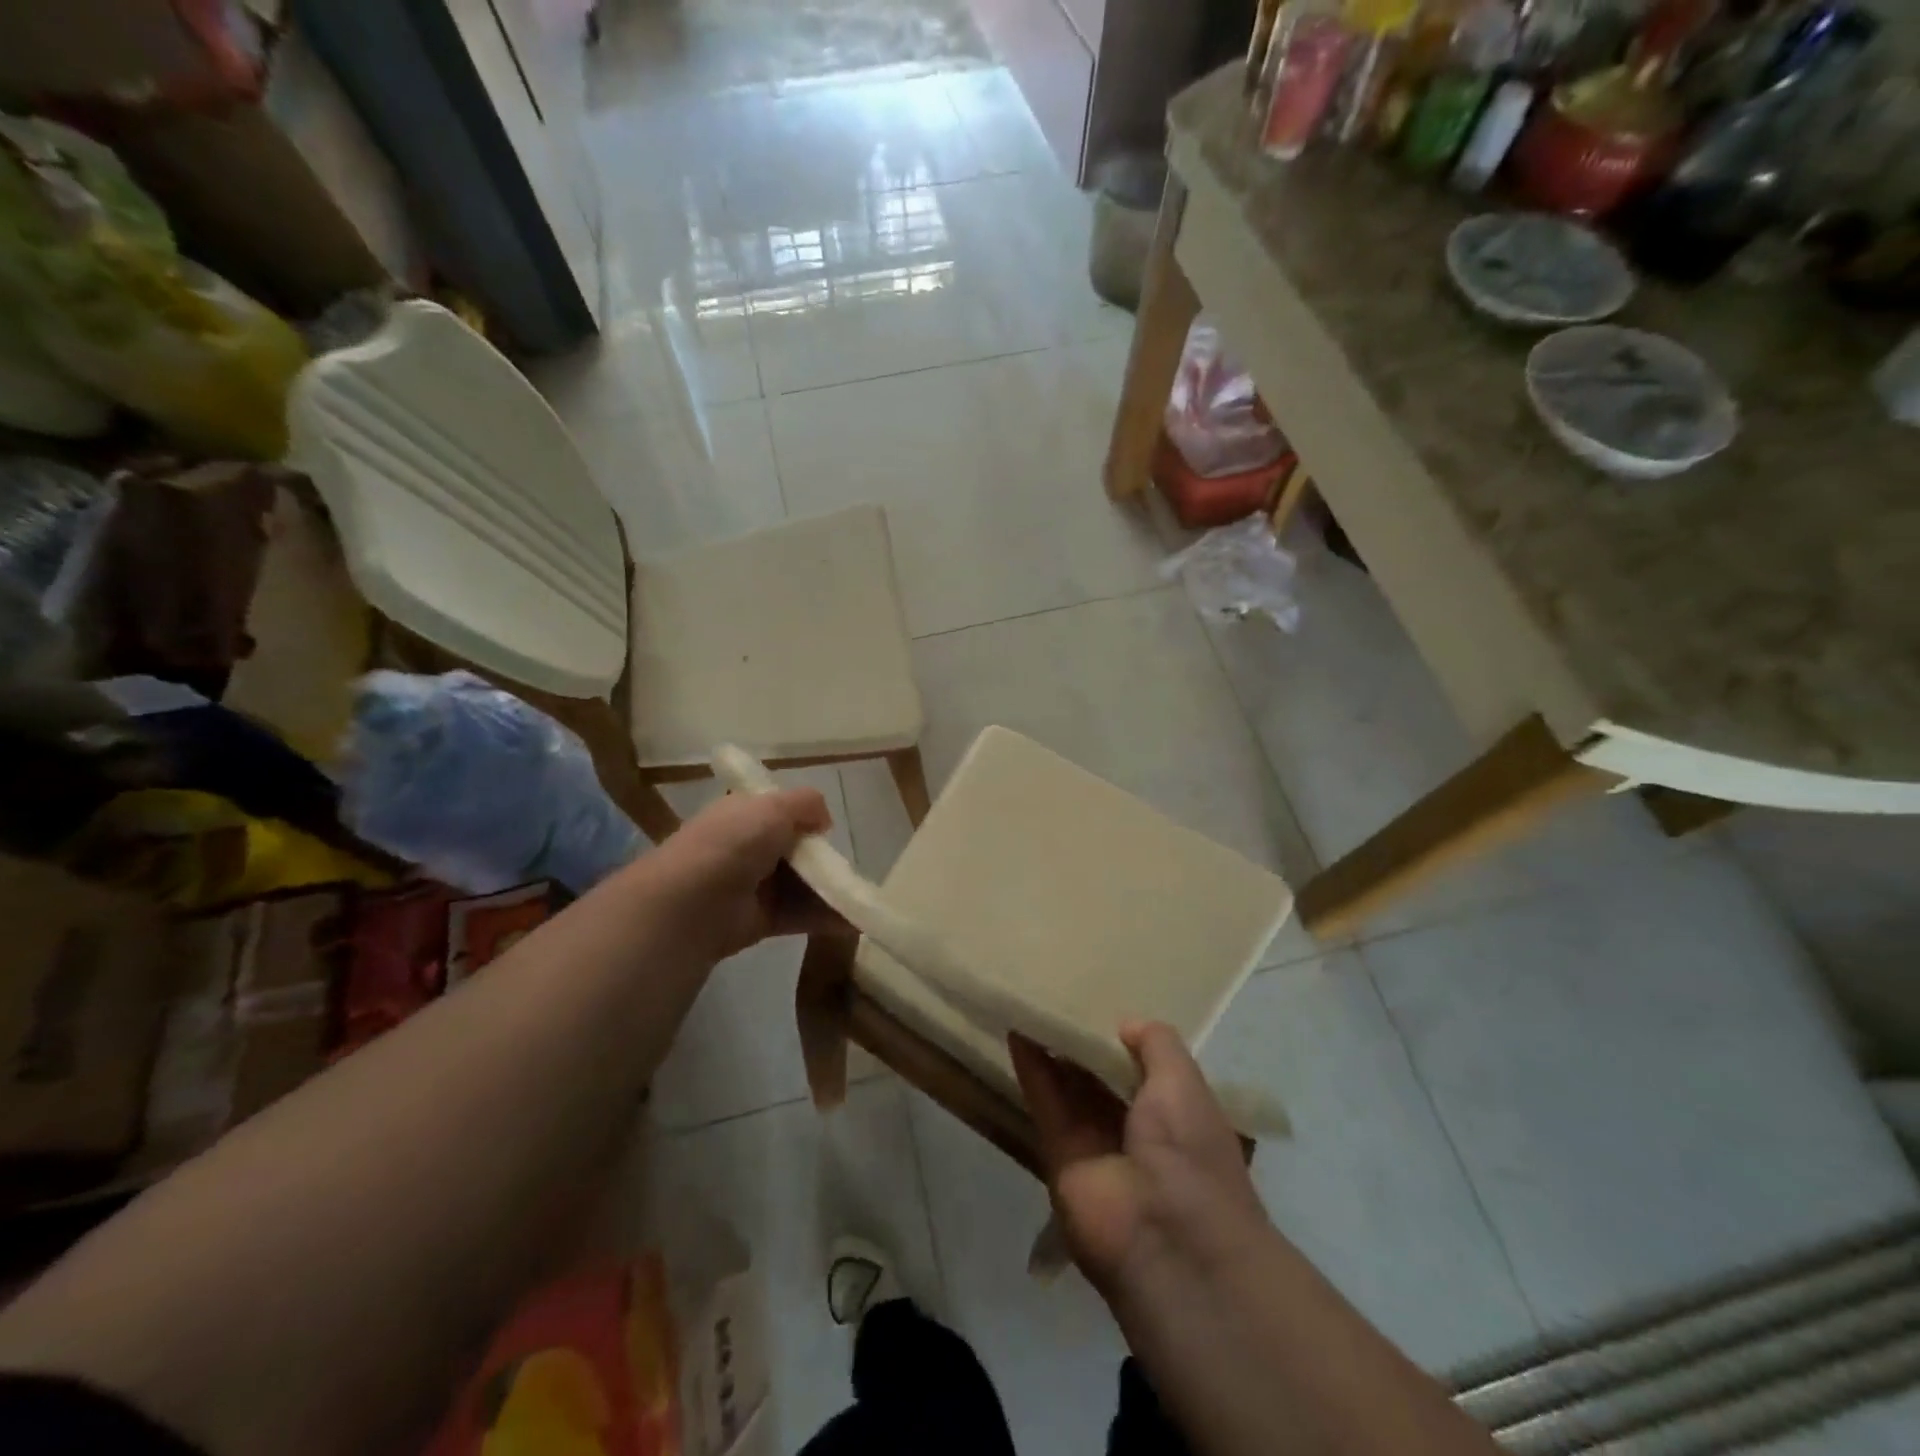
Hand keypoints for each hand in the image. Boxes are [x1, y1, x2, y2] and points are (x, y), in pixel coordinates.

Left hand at [637, 788, 847, 960]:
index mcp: (743, 813)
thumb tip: (824, 821)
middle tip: (848, 867)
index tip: (828, 830)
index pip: (780, 812)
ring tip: (860, 897)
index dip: (807, 819)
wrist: (692, 904)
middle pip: (795, 850)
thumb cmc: (733, 844)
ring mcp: (753, 885)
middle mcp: (747, 847)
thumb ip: (806, 804)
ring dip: (830, 890)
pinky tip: (853, 919)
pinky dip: (826, 917)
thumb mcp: (773, 806)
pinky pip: (800, 914)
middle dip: (823, 858)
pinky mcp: (761, 920)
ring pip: (801, 884)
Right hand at [1010, 1021, 1269, 1298]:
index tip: (1098, 1003)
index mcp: (1177, 1116)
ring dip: (1051, 1051)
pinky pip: (1045, 1104)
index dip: (1122, 1040)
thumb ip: (1157, 1045)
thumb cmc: (1190, 1152)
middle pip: (1101, 1079)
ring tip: (1030, 1005)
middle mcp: (1137, 1132)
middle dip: (1082, 1044)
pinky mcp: (1060, 1158)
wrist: (1168, 1242)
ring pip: (1069, 1089)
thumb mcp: (1184, 1083)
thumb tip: (1125, 1023)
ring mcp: (1097, 1147)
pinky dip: (1031, 1070)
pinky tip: (1017, 1031)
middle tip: (1057, 998)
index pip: (1145, 1070)